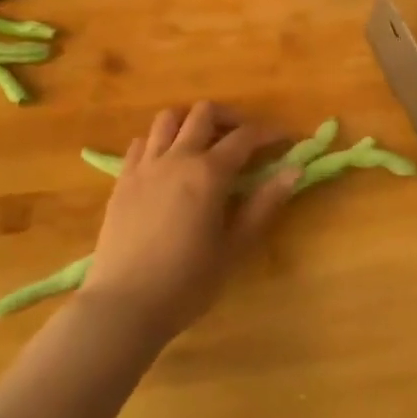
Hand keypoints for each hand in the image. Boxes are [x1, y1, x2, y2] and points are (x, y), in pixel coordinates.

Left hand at [84, 102, 299, 338]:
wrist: (124, 305)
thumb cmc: (187, 283)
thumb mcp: (234, 247)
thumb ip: (264, 204)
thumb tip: (294, 170)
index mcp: (208, 173)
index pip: (245, 137)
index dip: (268, 133)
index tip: (284, 138)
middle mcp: (177, 157)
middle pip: (204, 113)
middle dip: (229, 118)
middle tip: (243, 139)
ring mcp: (145, 165)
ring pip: (168, 118)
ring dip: (190, 121)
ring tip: (202, 143)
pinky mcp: (122, 179)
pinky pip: (140, 142)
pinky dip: (158, 141)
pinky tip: (167, 163)